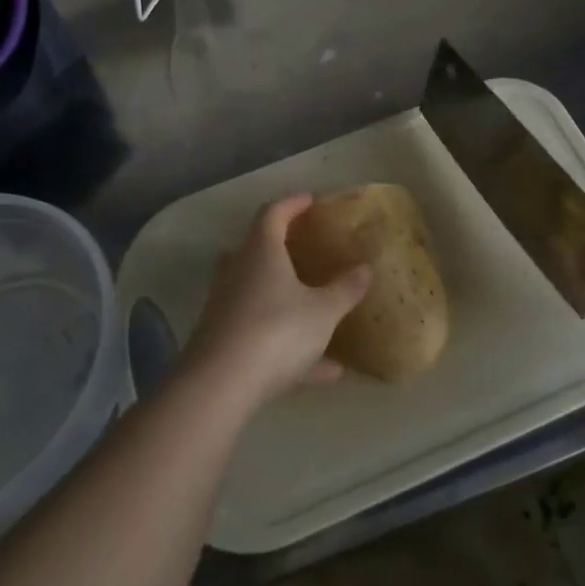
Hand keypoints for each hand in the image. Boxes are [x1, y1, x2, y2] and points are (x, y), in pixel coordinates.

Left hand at [177, 194, 371, 411]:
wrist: (219, 386)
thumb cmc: (276, 331)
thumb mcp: (322, 312)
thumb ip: (345, 289)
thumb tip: (365, 268)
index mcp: (261, 251)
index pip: (273, 213)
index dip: (292, 203)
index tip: (310, 199)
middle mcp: (237, 271)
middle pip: (256, 248)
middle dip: (281, 246)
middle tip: (306, 247)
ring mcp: (225, 307)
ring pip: (258, 293)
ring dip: (286, 298)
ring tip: (317, 308)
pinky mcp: (222, 341)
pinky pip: (261, 333)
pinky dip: (289, 345)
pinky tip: (324, 371)